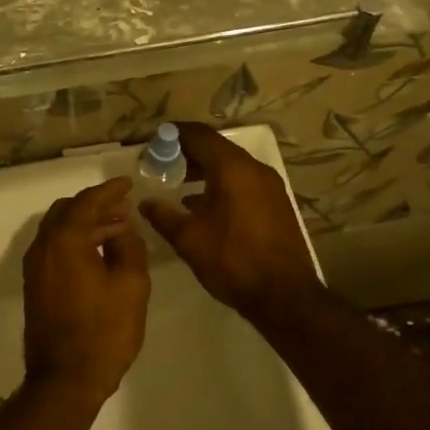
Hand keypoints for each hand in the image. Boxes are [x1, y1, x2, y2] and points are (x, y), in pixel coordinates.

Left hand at [22, 178, 150, 403]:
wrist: (66, 378)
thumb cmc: (104, 330)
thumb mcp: (131, 284)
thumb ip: (128, 246)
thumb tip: (122, 228)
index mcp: (64, 240)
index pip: (86, 202)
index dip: (109, 191)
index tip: (127, 183)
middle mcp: (43, 248)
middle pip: (67, 211)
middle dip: (95, 205)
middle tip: (123, 208)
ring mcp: (35, 268)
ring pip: (59, 231)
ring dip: (85, 224)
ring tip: (117, 229)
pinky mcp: (35, 287)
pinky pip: (55, 249)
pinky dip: (75, 241)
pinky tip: (98, 253)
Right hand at [140, 123, 323, 320]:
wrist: (284, 295)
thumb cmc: (232, 261)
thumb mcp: (189, 239)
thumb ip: (163, 215)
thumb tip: (145, 203)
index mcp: (233, 169)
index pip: (199, 135)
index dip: (174, 134)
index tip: (153, 141)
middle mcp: (255, 169)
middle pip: (217, 148)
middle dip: (188, 152)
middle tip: (161, 164)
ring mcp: (270, 187)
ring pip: (232, 166)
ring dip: (205, 170)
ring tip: (178, 184)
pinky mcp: (276, 204)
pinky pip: (244, 182)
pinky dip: (222, 184)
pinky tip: (204, 206)